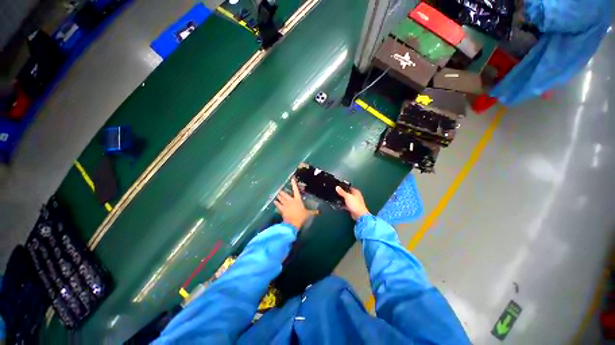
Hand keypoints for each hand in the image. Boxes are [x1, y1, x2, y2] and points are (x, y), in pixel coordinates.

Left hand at [274, 177, 317, 229]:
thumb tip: (319, 212)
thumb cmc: (301, 217)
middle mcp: (291, 200)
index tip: (292, 179)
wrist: (293, 222)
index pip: (296, 190)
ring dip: (279, 196)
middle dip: (282, 192)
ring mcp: (286, 204)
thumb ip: (313, 212)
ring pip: (281, 198)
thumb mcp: (308, 214)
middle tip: (280, 191)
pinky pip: (278, 204)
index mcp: (298, 200)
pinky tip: (274, 201)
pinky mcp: (282, 209)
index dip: (294, 184)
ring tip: (277, 194)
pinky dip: (276, 203)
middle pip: (286, 194)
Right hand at [336, 186, 369, 219]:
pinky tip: (339, 205)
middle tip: (336, 193)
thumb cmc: (355, 204)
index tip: (338, 187)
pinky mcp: (352, 207)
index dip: (343, 187)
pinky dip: (343, 205)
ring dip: (342, 200)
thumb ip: (342, 192)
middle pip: (347, 194)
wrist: (359, 214)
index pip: (349, 187)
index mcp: (356, 192)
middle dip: (342, 194)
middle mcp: (355, 196)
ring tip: (336, 199)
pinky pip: (347, 205)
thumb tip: (337, 187)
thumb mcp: (347, 196)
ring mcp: (354, 202)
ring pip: (347, 199)